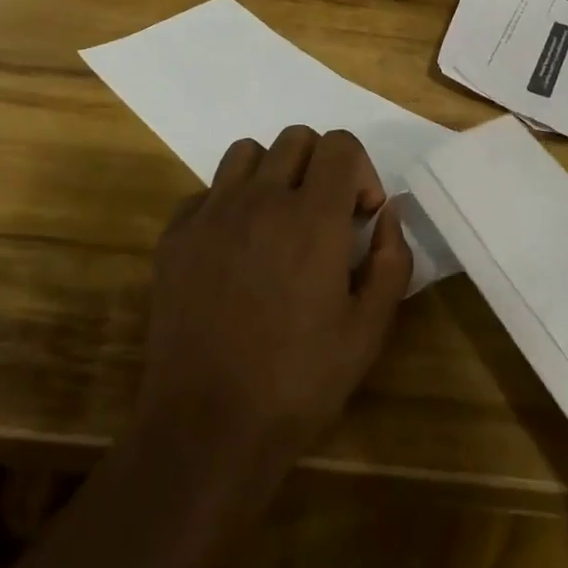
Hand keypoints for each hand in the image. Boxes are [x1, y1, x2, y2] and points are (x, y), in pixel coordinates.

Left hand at [134, 126, 411, 487]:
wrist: (206, 428)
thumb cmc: (299, 382)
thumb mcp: (368, 330)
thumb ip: (391, 260)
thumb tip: (390, 212)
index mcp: (313, 217)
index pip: (341, 145)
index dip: (361, 171)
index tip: (360, 216)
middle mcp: (260, 199)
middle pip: (296, 138)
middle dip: (321, 166)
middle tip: (323, 217)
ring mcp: (212, 213)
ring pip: (247, 153)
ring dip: (272, 173)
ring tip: (277, 221)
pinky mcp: (176, 236)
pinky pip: (207, 191)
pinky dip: (228, 205)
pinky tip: (234, 251)